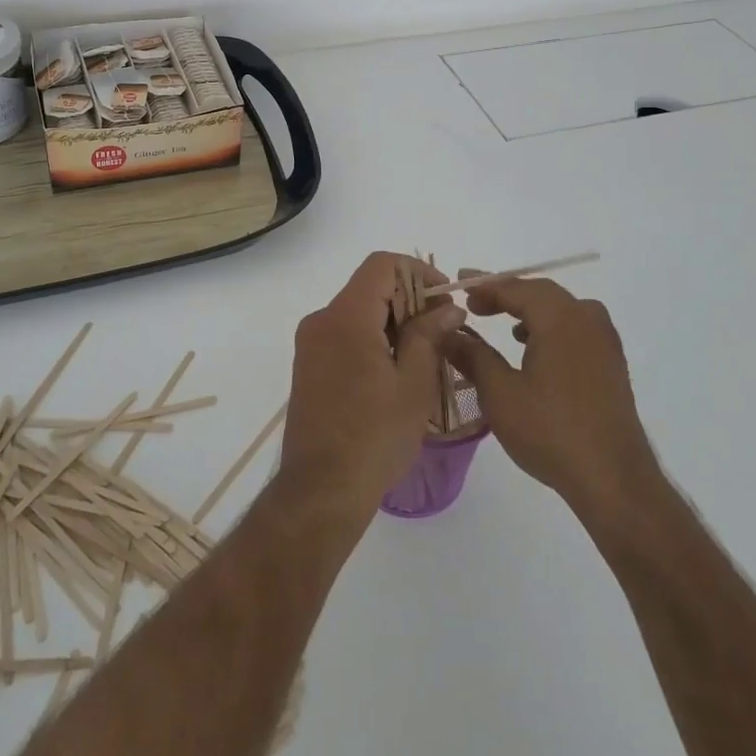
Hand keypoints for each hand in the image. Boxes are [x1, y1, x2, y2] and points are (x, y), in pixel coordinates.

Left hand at [280, 253, 464, 519]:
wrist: (320, 490)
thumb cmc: (373, 436)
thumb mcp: (413, 384)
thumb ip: (429, 336)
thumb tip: (446, 307)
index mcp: (345, 317)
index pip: (381, 265)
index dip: (418, 272)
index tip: (445, 299)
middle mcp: (321, 320)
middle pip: (369, 288)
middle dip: (410, 300)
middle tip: (444, 331)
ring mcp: (311, 344)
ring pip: (358, 313)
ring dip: (394, 323)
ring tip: (427, 355)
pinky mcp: (309, 366)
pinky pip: (345, 335)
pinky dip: (374, 340)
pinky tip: (398, 372)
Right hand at [441, 276, 661, 519]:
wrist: (614, 480)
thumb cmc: (550, 431)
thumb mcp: (499, 393)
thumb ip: (472, 356)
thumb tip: (448, 332)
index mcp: (559, 318)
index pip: (516, 287)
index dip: (485, 285)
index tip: (459, 284)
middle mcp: (586, 320)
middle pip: (541, 293)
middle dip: (506, 295)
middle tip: (475, 304)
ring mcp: (605, 342)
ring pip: (563, 310)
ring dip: (531, 311)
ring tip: (505, 327)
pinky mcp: (612, 365)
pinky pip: (577, 329)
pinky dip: (552, 328)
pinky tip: (537, 353)